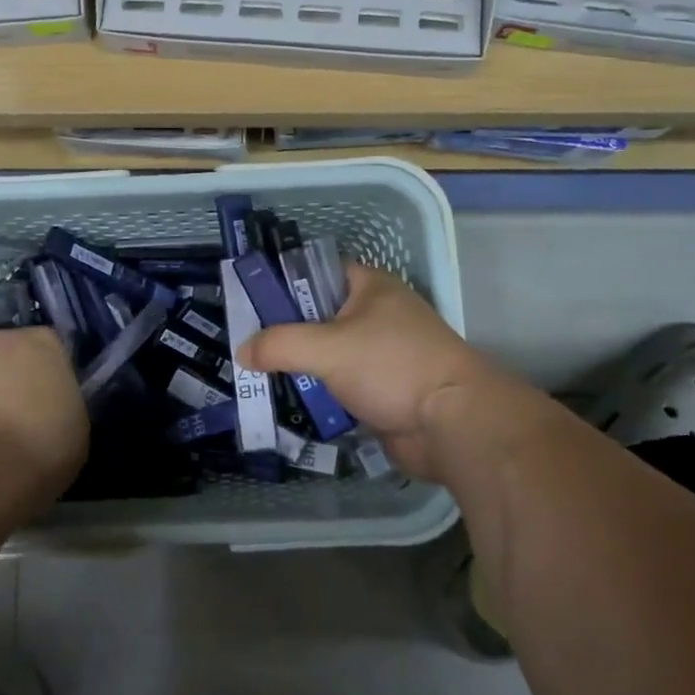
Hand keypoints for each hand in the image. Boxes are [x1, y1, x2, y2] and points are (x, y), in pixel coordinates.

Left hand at [0, 328, 87, 502]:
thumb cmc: (41, 448)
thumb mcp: (76, 426)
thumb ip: (63, 404)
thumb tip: (51, 408)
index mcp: (41, 344)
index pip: (50, 348)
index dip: (49, 375)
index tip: (52, 403)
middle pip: (6, 356)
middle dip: (10, 381)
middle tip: (18, 421)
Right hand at [235, 264, 515, 480]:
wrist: (451, 423)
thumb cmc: (392, 366)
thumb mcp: (327, 348)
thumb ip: (280, 345)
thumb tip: (242, 351)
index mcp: (370, 286)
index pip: (319, 271)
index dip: (285, 282)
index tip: (251, 301)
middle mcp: (377, 314)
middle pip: (319, 314)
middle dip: (286, 330)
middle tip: (246, 343)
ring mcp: (381, 353)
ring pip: (329, 353)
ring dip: (300, 364)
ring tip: (257, 373)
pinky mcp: (383, 389)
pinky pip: (340, 384)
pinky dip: (318, 391)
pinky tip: (287, 399)